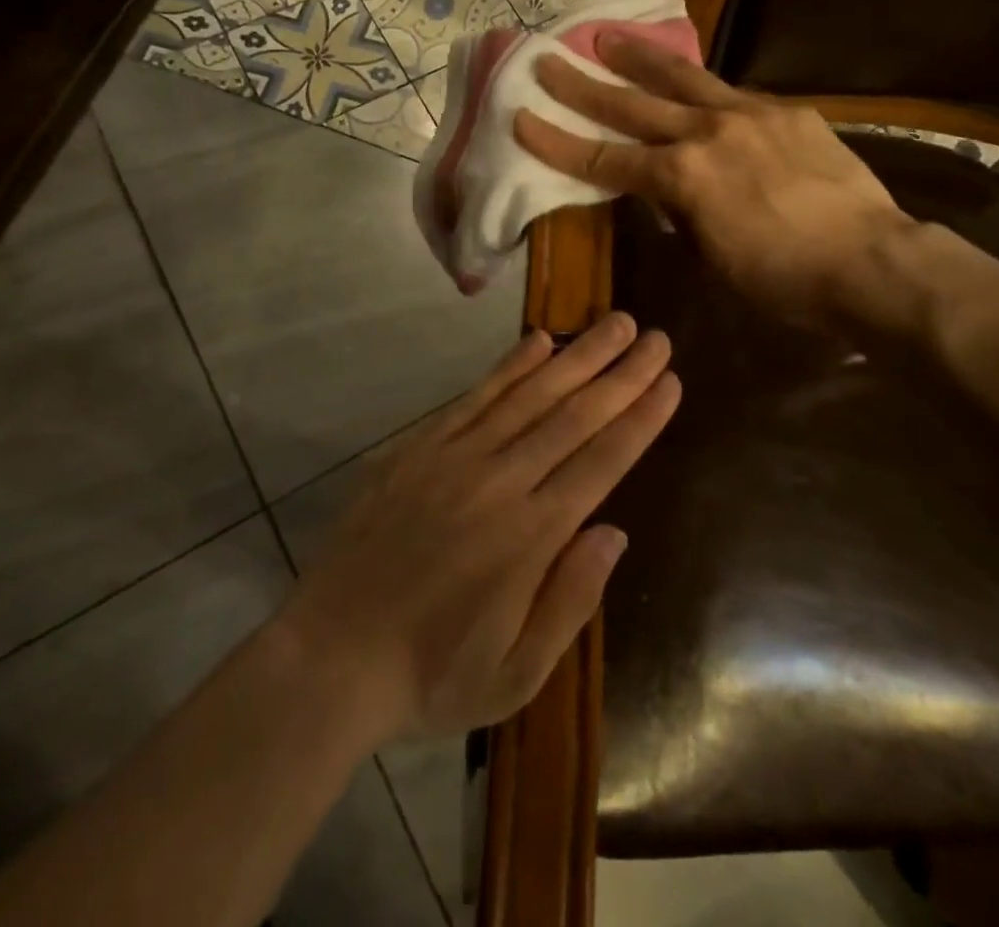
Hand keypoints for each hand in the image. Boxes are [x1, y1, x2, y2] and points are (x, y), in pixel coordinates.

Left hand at [278, 316, 677, 742]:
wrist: (329, 657)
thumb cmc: (431, 675)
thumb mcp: (515, 675)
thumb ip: (570, 601)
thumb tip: (614, 532)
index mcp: (530, 537)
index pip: (601, 462)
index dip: (639, 419)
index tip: (669, 381)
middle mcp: (499, 483)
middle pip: (573, 416)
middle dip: (621, 374)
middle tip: (655, 337)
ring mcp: (454, 458)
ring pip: (529, 394)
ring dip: (577, 356)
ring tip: (613, 323)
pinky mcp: (418, 447)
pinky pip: (474, 396)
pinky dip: (510, 366)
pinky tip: (539, 340)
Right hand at [514, 31, 918, 331]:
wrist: (871, 262)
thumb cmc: (785, 281)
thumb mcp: (714, 258)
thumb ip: (682, 216)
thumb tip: (669, 196)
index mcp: (682, 178)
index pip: (604, 158)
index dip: (558, 141)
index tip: (521, 116)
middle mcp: (707, 133)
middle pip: (632, 105)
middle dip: (583, 85)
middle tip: (548, 59)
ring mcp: (750, 115)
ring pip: (683, 79)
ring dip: (640, 59)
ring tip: (608, 34)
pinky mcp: (788, 111)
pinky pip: (734, 94)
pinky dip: (704, 90)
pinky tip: (696, 85)